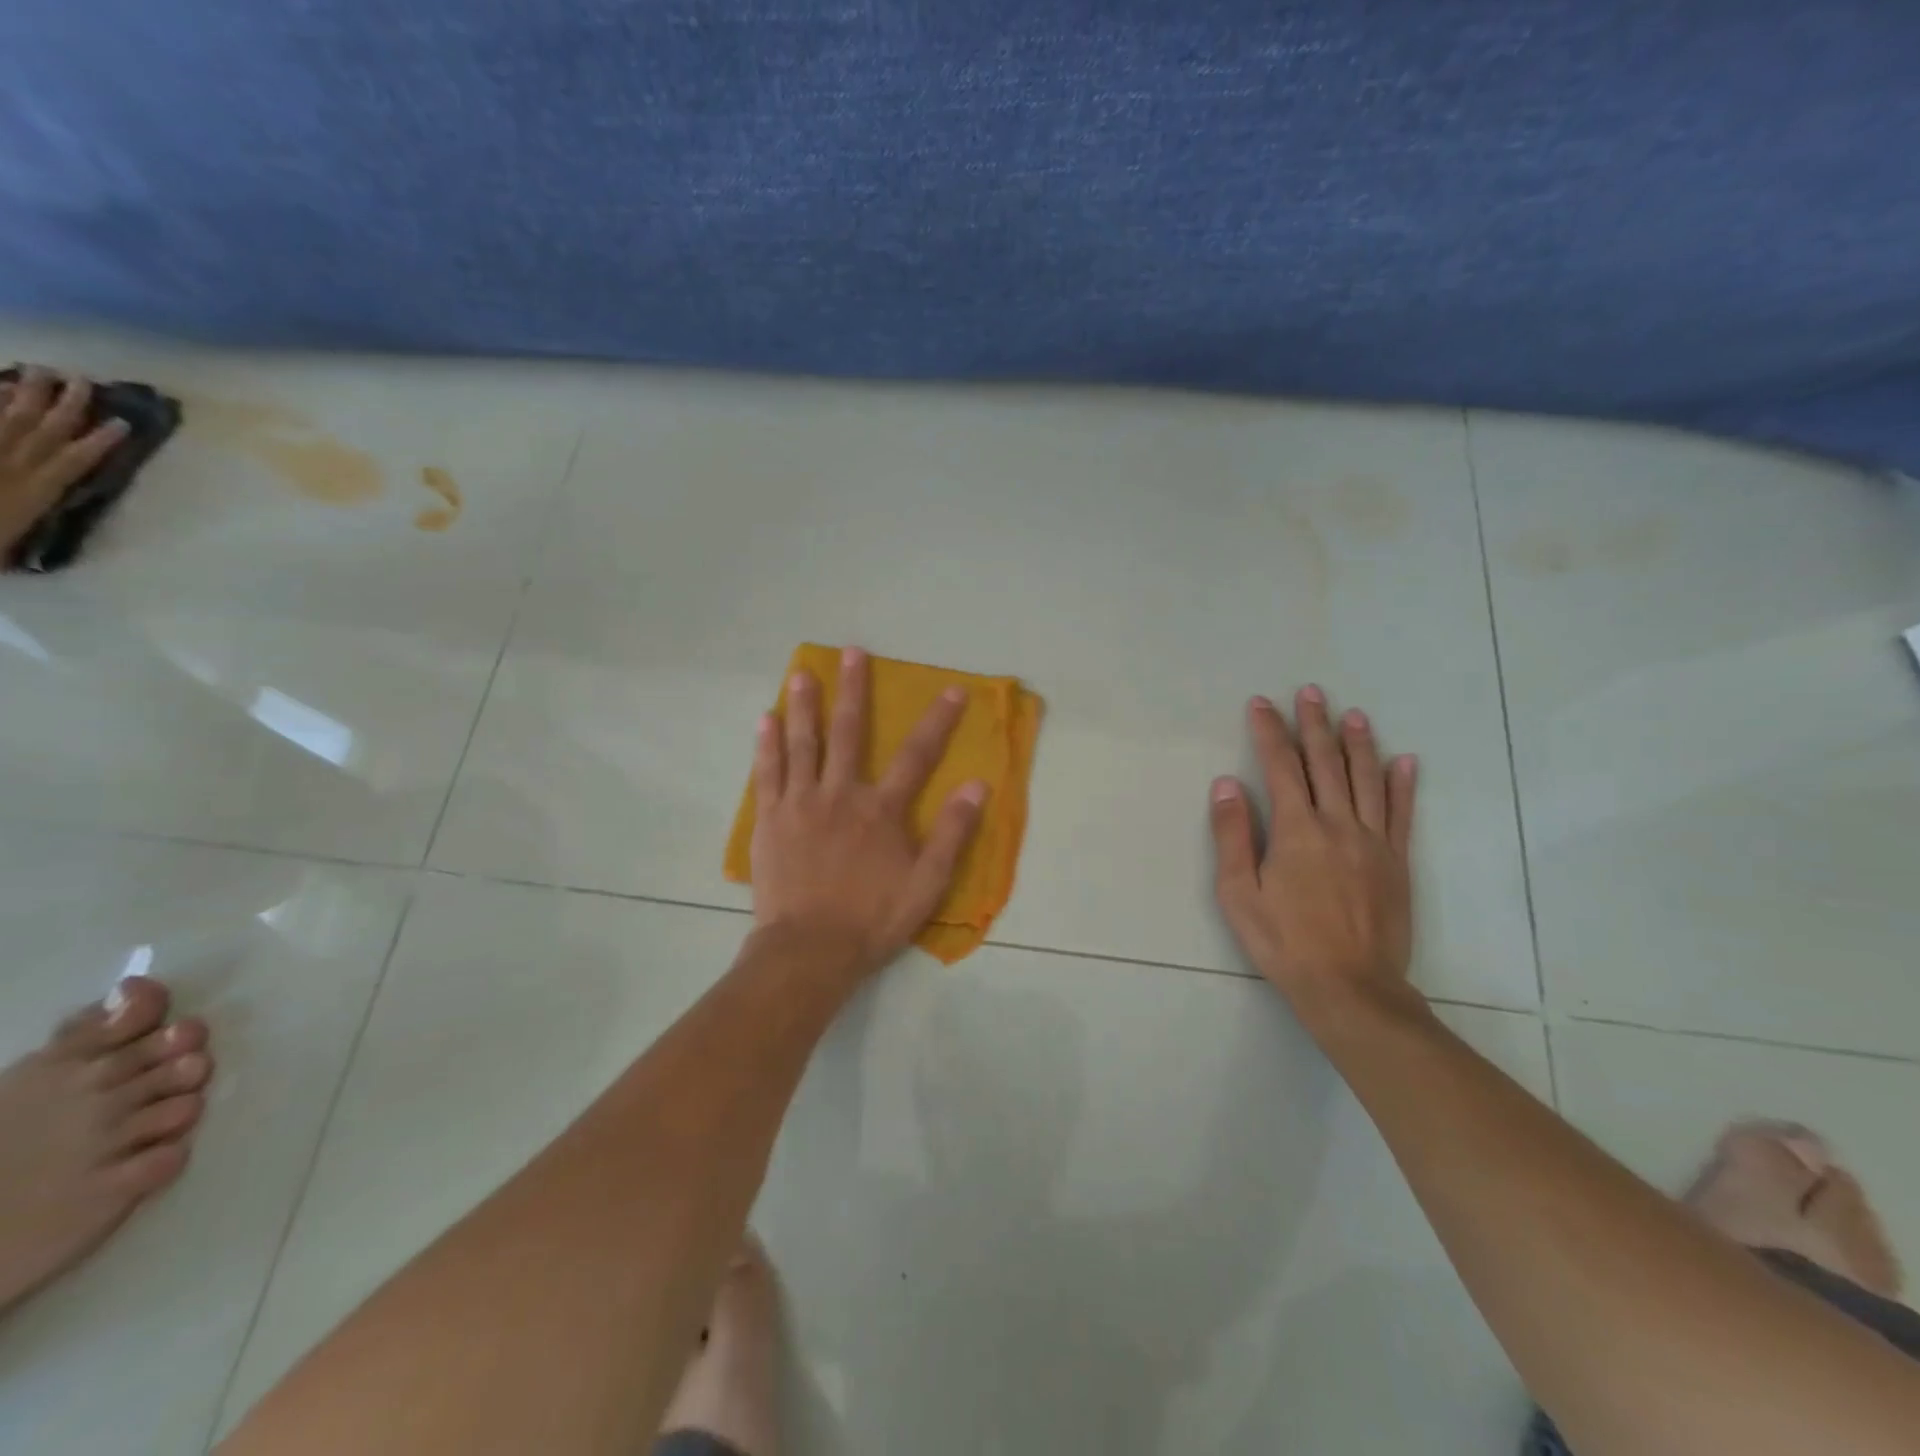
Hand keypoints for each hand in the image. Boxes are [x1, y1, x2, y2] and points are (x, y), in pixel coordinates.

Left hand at [0, 369, 127, 559]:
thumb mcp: (7, 545)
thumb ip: (22, 527)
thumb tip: (43, 514)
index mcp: (30, 492)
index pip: (72, 461)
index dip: (98, 442)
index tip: (122, 423)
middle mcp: (8, 466)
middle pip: (41, 430)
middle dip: (64, 404)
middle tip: (81, 379)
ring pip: (7, 417)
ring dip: (26, 393)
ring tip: (41, 371)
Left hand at [749, 646, 987, 978]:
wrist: (808, 951)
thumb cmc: (872, 919)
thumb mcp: (926, 884)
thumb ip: (952, 834)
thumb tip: (977, 786)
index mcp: (881, 810)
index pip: (917, 756)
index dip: (938, 721)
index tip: (952, 690)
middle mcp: (840, 795)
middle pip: (850, 733)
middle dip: (854, 690)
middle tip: (851, 652)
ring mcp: (801, 804)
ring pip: (803, 744)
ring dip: (805, 706)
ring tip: (802, 673)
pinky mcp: (770, 820)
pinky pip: (767, 773)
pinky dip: (767, 745)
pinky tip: (765, 719)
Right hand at [1209, 686, 1418, 1017]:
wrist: (1351, 987)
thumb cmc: (1284, 942)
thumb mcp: (1239, 893)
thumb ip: (1233, 835)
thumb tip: (1226, 784)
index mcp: (1296, 830)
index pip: (1280, 767)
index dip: (1269, 732)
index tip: (1261, 704)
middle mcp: (1337, 824)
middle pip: (1325, 763)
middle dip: (1313, 725)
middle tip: (1309, 692)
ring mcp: (1373, 841)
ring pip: (1366, 779)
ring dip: (1358, 743)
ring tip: (1352, 714)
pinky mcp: (1397, 862)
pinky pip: (1402, 813)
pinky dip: (1402, 784)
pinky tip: (1405, 761)